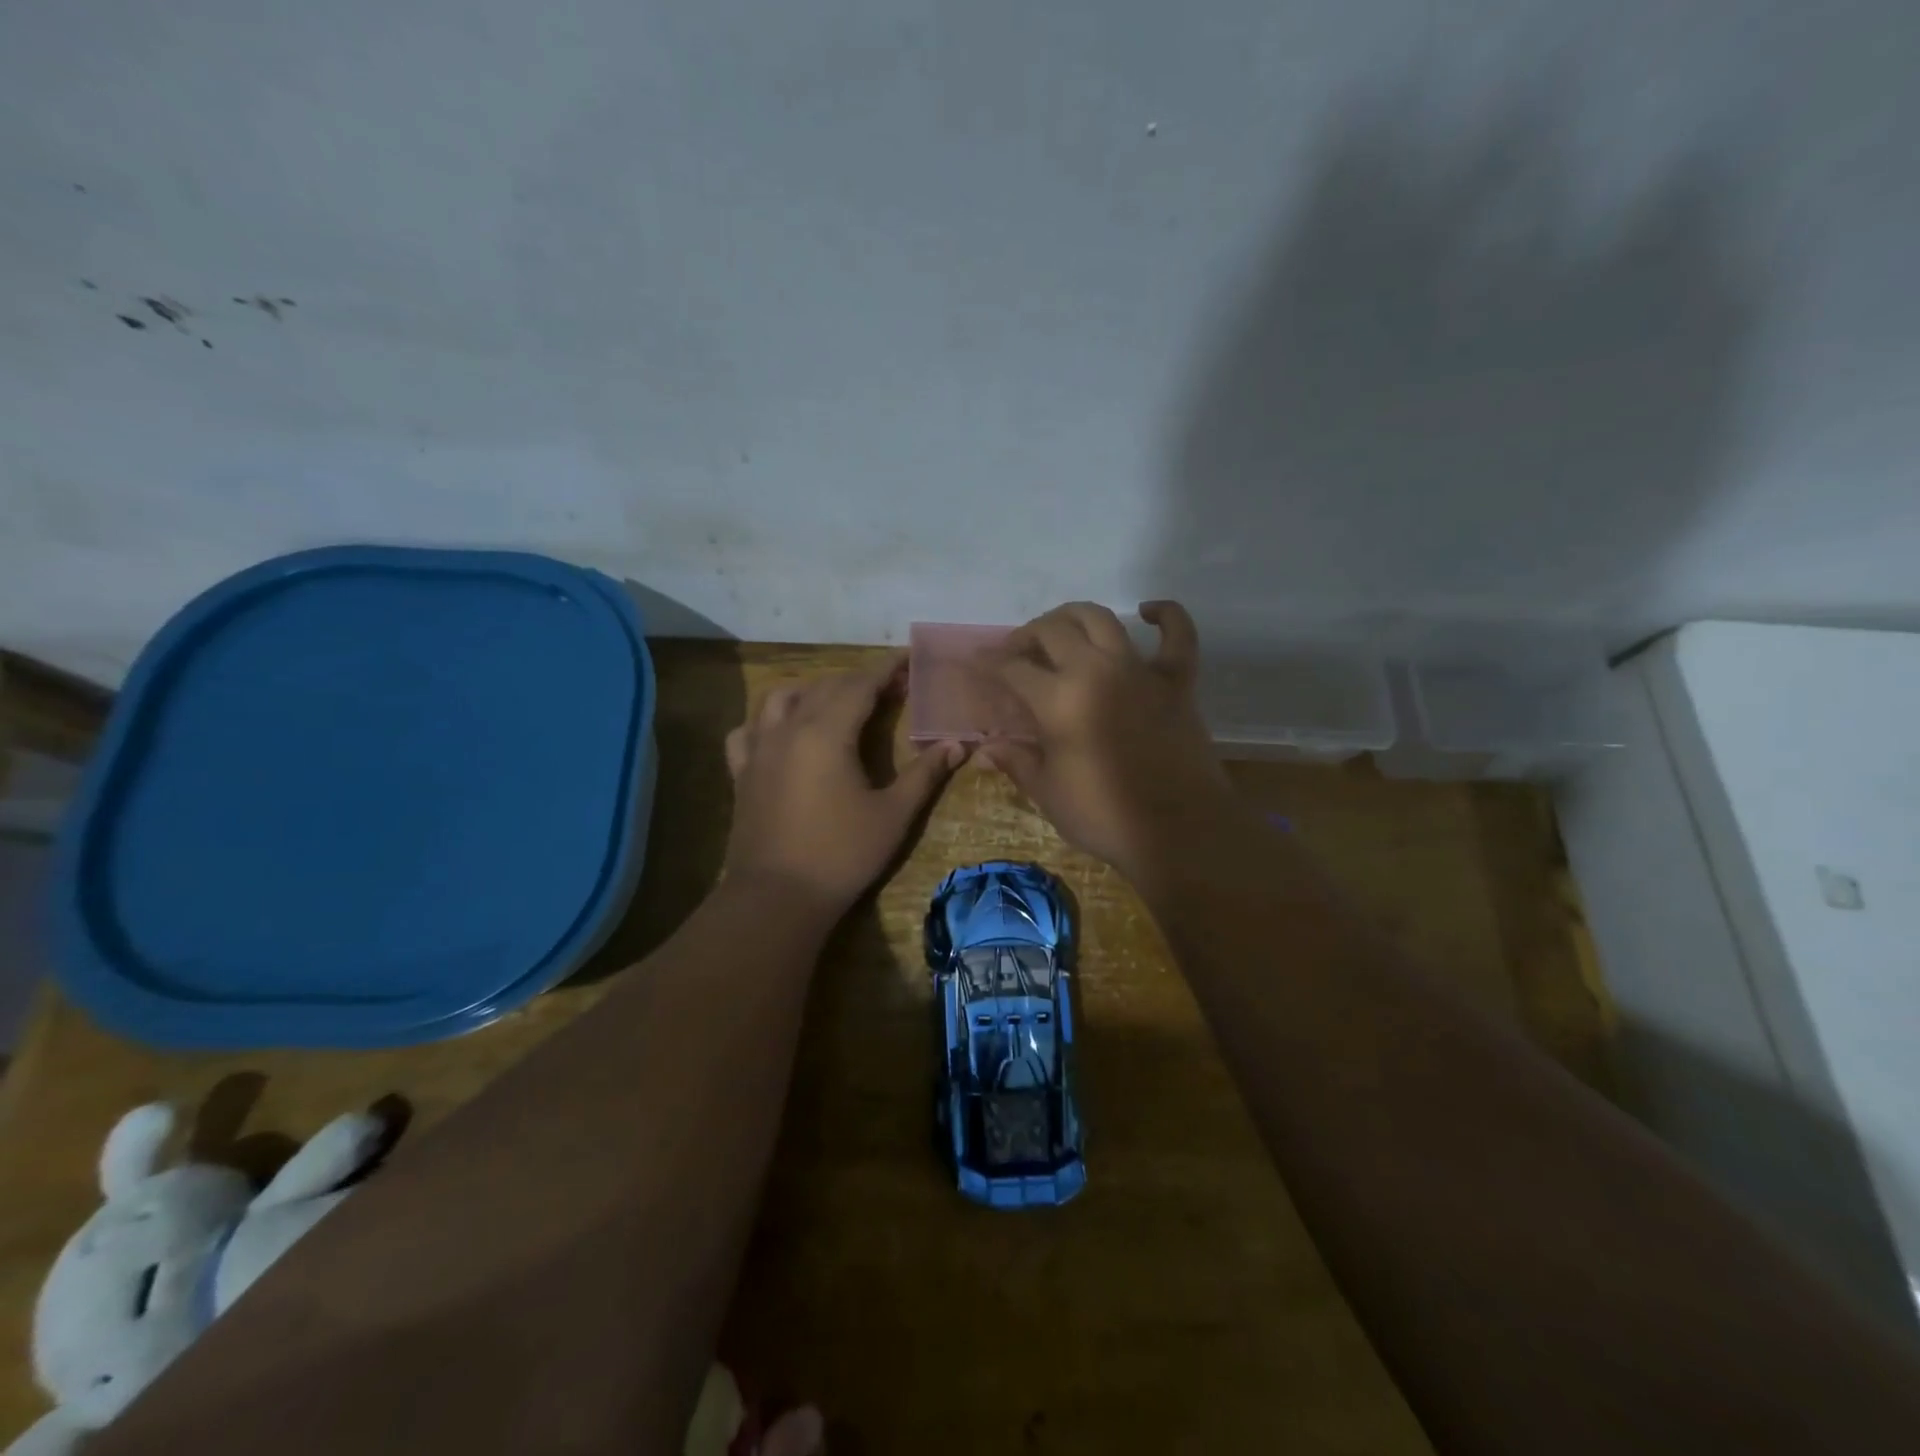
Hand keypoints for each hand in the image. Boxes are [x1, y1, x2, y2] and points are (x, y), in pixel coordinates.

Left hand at [724, 655, 965, 915]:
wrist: (776, 897)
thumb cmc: (841, 854)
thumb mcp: (893, 815)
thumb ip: (925, 774)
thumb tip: (957, 744)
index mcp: (827, 732)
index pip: (860, 685)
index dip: (886, 670)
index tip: (907, 660)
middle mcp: (789, 729)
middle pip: (824, 686)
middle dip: (858, 680)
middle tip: (889, 688)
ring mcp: (759, 749)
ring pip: (780, 698)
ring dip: (812, 690)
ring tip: (835, 702)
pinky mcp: (742, 772)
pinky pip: (748, 730)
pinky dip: (767, 720)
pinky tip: (780, 731)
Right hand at [980, 601, 1238, 878]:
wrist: (1179, 831)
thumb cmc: (1105, 816)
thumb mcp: (1048, 793)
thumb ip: (1016, 762)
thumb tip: (984, 750)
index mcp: (1058, 699)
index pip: (1012, 669)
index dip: (990, 664)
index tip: (978, 663)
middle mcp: (1096, 670)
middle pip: (1052, 631)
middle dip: (1026, 636)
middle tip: (1017, 654)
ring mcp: (1140, 671)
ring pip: (1102, 619)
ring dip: (1074, 617)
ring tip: (1061, 631)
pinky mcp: (1177, 680)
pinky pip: (1178, 634)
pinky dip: (1166, 615)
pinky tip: (1148, 611)